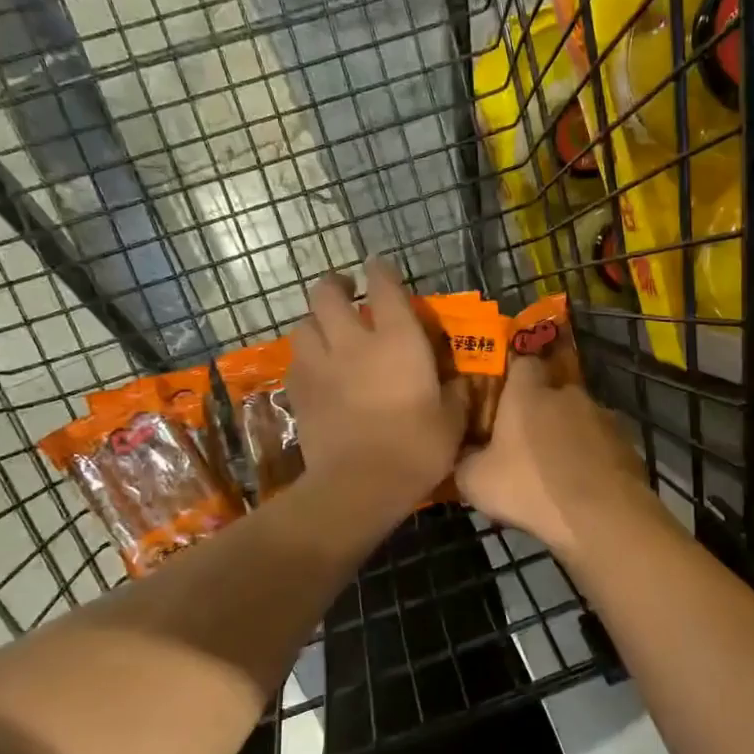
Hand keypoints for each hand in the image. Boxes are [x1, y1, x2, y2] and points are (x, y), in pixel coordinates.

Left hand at [286, 257, 467, 522]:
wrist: (361, 485)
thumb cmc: (416, 449)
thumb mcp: (452, 423)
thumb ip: (455, 396)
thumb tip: (457, 383)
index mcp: (397, 340)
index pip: (384, 286)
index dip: (381, 271)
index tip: (379, 268)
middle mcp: (353, 342)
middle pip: (326, 294)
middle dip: (334, 286)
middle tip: (345, 292)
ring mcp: (320, 366)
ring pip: (303, 325)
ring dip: (315, 322)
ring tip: (326, 332)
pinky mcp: (300, 393)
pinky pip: (296, 362)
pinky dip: (305, 359)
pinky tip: (316, 371)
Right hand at [454, 355, 655, 560]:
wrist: (601, 517)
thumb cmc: (530, 488)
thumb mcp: (475, 481)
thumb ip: (465, 460)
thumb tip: (463, 455)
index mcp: (529, 393)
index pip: (522, 363)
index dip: (513, 379)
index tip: (504, 401)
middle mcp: (569, 394)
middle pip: (553, 393)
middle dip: (542, 413)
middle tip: (528, 445)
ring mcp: (604, 417)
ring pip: (580, 419)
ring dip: (570, 436)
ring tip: (559, 471)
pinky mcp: (628, 444)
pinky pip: (603, 445)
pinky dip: (593, 458)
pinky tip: (585, 486)